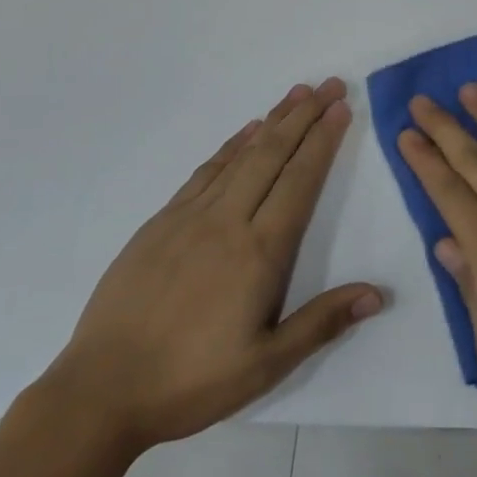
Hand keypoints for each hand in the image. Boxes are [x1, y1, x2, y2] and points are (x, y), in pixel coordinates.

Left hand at [45, 78, 381, 452]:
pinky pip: (205, 172)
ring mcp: (189, 218)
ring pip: (240, 156)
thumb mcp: (266, 365)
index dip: (323, 141)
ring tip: (296, 94)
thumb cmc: (191, 381)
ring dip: (272, 121)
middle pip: (273, 155)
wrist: (99, 392)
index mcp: (259, 252)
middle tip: (329, 85)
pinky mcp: (160, 223)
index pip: (300, 181)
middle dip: (304, 116)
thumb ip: (322, 322)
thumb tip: (377, 294)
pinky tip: (245, 133)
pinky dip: (230, 146)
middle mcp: (227, 222)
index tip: (341, 109)